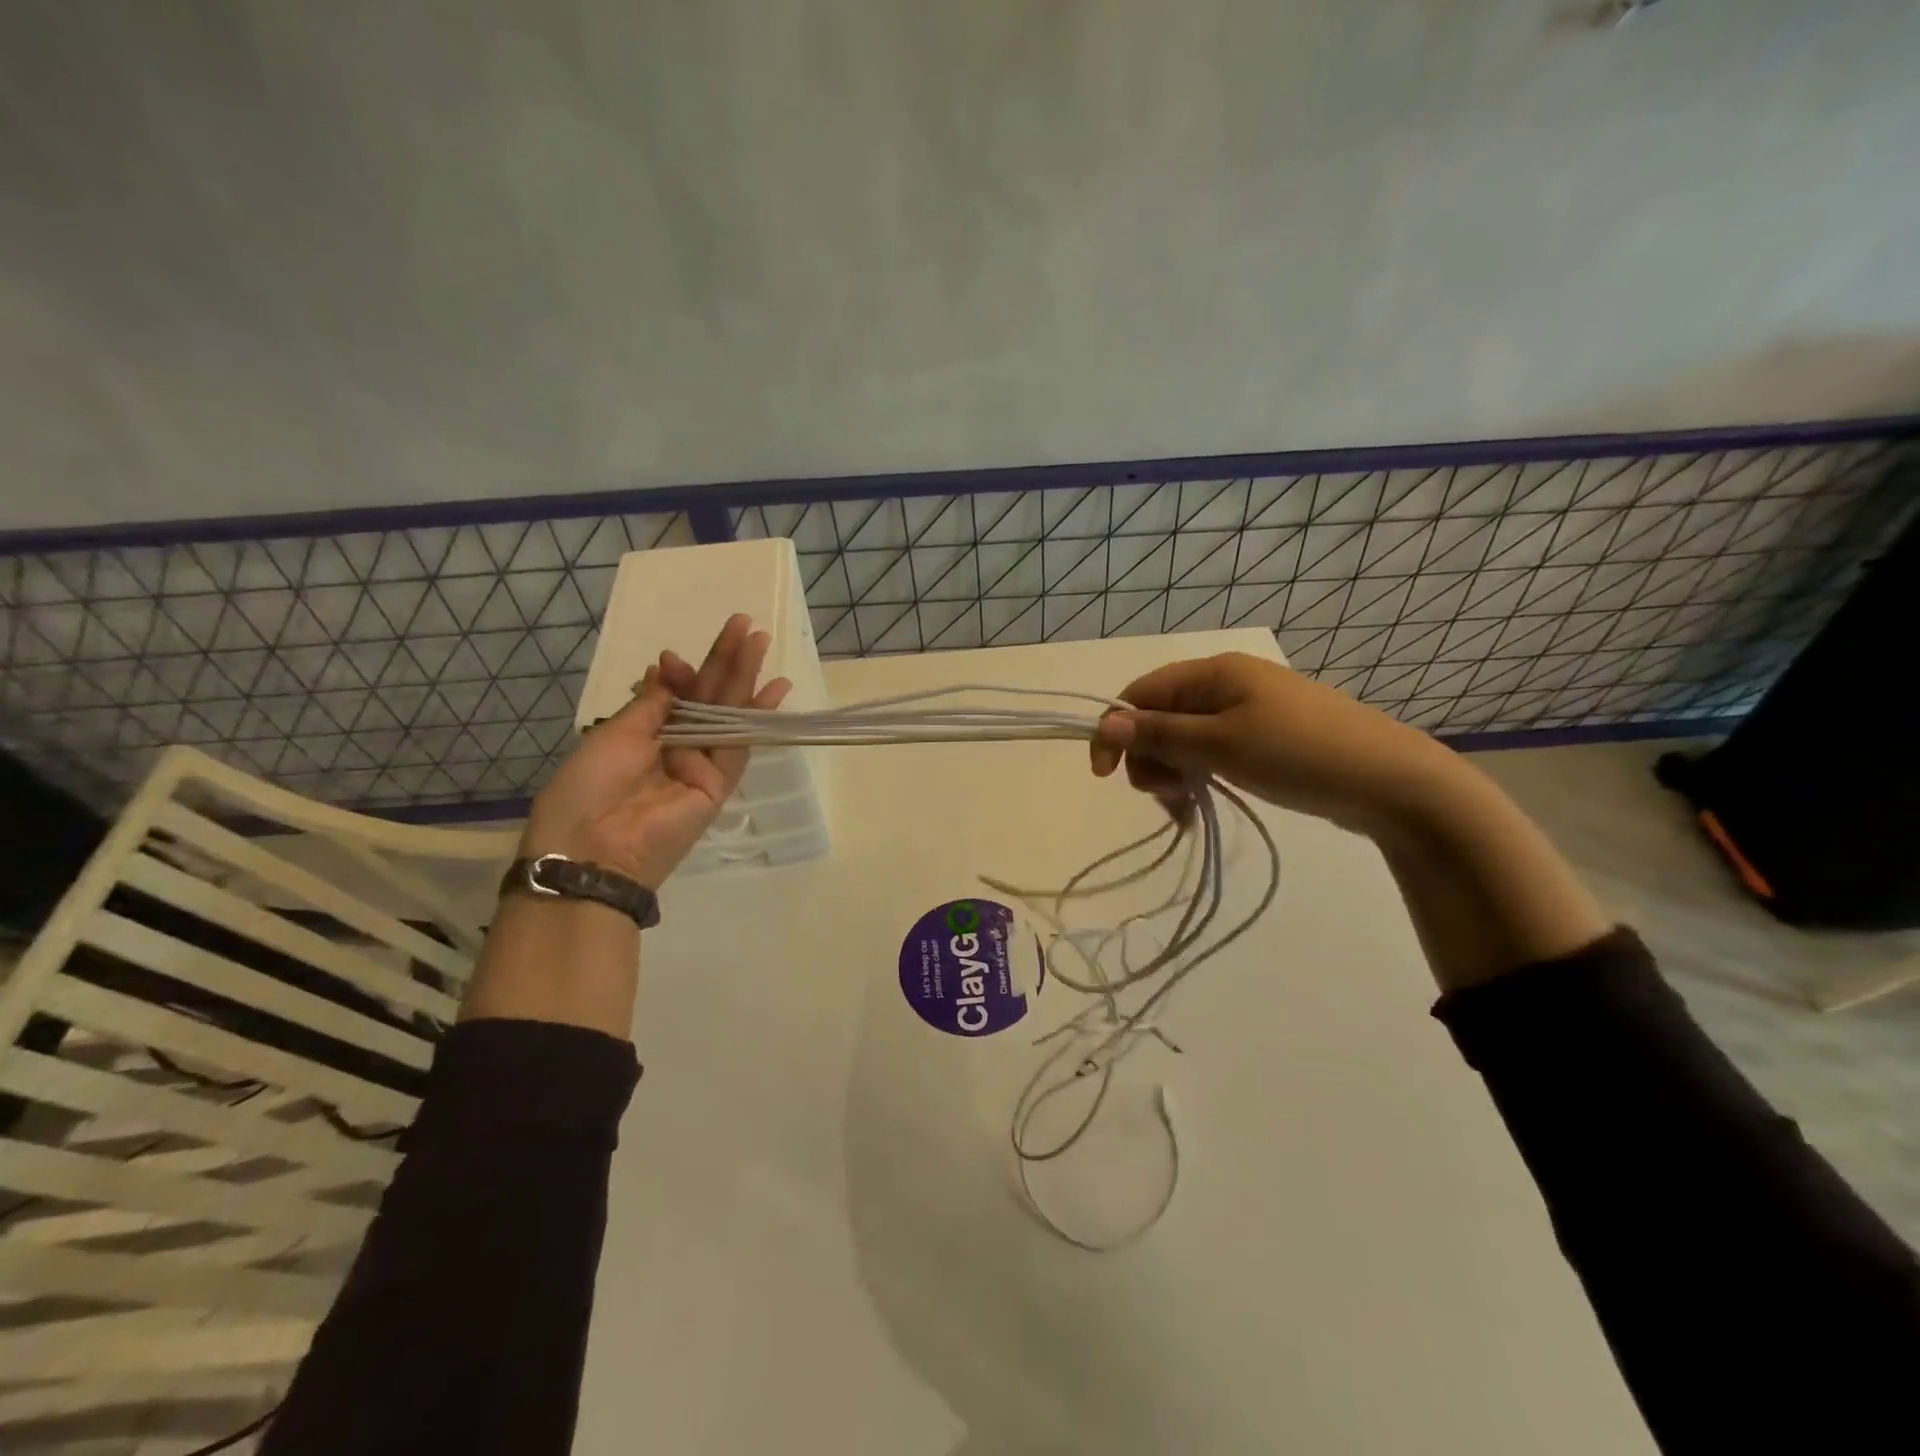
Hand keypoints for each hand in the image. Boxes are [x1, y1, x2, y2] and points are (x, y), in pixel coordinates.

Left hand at [521, 614, 789, 888]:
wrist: (593, 849)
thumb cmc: (588, 787)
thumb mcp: (615, 734)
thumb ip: (652, 703)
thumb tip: (666, 668)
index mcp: (644, 735)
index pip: (676, 695)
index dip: (683, 672)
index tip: (676, 657)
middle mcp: (676, 746)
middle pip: (708, 698)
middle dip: (725, 661)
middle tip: (745, 624)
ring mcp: (700, 765)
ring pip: (727, 713)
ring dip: (744, 677)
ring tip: (760, 640)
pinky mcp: (719, 784)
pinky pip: (740, 744)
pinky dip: (757, 717)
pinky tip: (774, 689)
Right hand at [1088, 651, 1456, 835]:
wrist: (1390, 782)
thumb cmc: (1298, 754)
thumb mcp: (1220, 744)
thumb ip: (1159, 734)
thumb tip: (1106, 723)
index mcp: (1213, 672)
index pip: (1140, 693)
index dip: (1115, 730)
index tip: (1104, 776)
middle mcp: (1226, 684)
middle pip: (1160, 718)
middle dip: (1150, 759)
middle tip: (1169, 797)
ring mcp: (1248, 712)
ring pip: (1184, 740)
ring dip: (1173, 774)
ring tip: (1189, 809)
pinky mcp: (1264, 739)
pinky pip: (1212, 753)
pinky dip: (1200, 777)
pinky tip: (1202, 806)